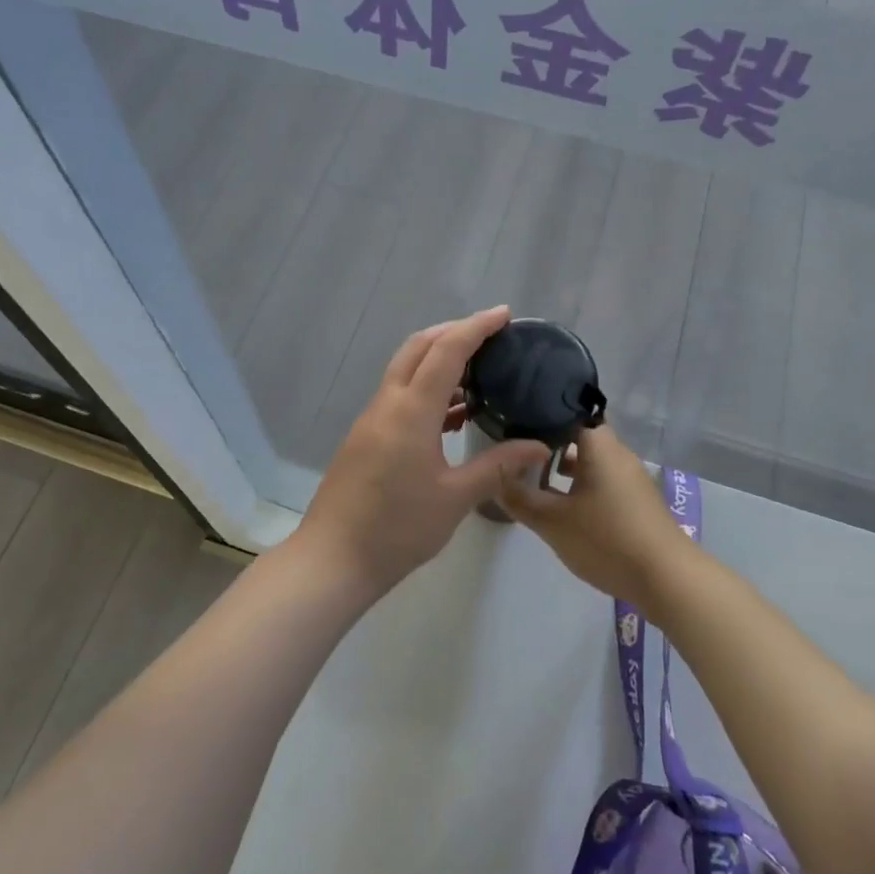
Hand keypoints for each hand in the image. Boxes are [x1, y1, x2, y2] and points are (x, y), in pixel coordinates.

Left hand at [303, 306, 551, 592]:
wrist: (334, 559)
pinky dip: (426, 389)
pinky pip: (399, 396)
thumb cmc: (398, 528)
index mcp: (411, 410)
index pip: (446, 351)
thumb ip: (498, 466)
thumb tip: (540, 445)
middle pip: (418, 347)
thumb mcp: (456, 498)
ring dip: (437, 359)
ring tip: (479, 372)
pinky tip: (453, 414)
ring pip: (405, 369)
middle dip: (453, 332)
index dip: (476, 327)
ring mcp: (372, 419)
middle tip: (491, 337)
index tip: (504, 314)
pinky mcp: (366, 437)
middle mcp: (388, 404)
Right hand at [502, 426, 696, 611]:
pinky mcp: (637, 500)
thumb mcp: (552, 522)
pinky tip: (563, 506)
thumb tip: (495, 480)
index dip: (537, 417)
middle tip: (516, 456)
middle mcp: (617, 452)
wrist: (667, 579)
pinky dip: (581, 486)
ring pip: (590, 461)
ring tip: (533, 481)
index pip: (566, 412)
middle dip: (547, 445)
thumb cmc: (607, 540)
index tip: (511, 426)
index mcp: (599, 445)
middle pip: (577, 437)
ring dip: (564, 469)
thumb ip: (520, 499)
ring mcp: (631, 477)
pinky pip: (602, 480)